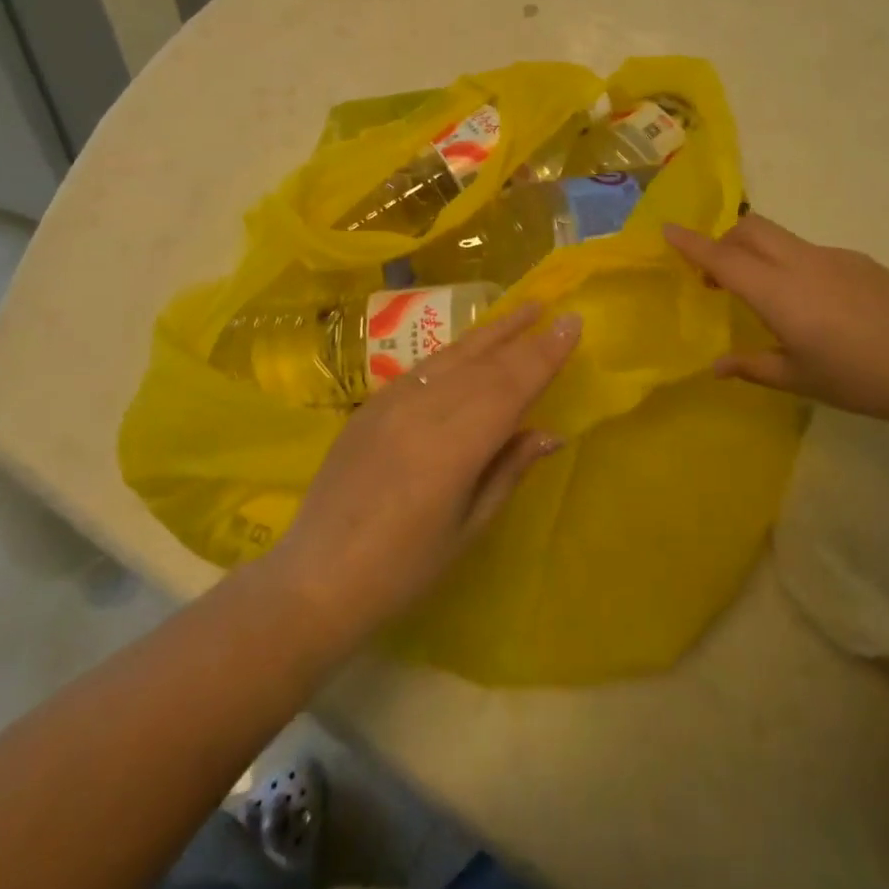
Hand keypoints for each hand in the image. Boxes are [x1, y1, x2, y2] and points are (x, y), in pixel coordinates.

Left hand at [263, 303, 579, 642]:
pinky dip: (454, 353)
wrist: (316, 579)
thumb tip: (550, 432)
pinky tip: (469, 348)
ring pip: (452, 356)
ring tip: (520, 312)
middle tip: (551, 310)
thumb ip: (508, 470)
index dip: (543, 354)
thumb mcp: (468, 527)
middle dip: (521, 336)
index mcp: (454, 446)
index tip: (571, 323)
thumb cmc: (403, 569)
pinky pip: (422, 368)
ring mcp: (391, 402)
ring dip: (489, 333)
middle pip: (483, 364)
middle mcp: (423, 410)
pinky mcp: (371, 405)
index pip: (510, 386)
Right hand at [665, 215, 888, 429]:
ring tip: (768, 297)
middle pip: (750, 229)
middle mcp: (801, 263)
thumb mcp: (801, 379)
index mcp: (778, 291)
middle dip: (725, 241)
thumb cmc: (863, 378)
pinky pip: (811, 252)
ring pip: (781, 238)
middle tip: (718, 277)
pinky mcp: (862, 262)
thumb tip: (716, 366)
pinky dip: (792, 264)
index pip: (723, 258)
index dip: (691, 243)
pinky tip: (816, 306)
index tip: (666, 229)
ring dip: (759, 252)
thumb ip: (753, 367)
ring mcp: (834, 258)